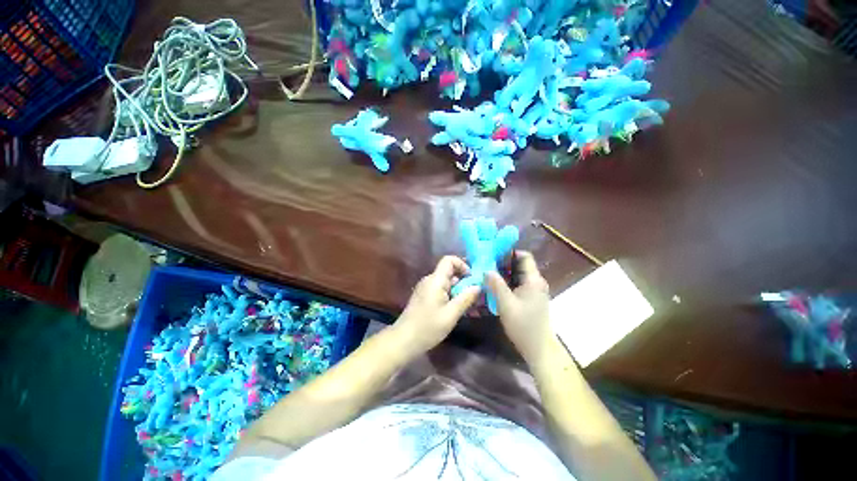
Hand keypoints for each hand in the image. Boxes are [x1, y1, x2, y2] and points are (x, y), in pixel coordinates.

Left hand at [394, 256, 480, 352]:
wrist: (404, 340)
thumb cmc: (428, 327)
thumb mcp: (451, 314)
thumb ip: (465, 298)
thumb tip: (478, 286)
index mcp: (435, 280)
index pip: (449, 260)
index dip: (462, 265)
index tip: (472, 279)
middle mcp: (429, 280)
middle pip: (449, 271)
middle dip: (463, 281)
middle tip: (474, 296)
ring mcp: (425, 288)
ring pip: (446, 282)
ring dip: (458, 290)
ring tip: (468, 305)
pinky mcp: (424, 296)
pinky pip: (440, 289)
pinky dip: (450, 295)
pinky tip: (456, 309)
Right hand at [486, 251, 552, 363]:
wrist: (539, 348)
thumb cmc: (523, 325)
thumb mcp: (506, 304)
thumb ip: (496, 285)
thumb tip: (486, 270)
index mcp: (533, 280)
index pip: (524, 256)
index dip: (510, 252)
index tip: (493, 253)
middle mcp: (536, 282)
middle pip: (520, 264)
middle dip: (503, 262)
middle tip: (485, 263)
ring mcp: (534, 290)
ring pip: (517, 274)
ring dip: (503, 272)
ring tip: (487, 272)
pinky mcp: (530, 298)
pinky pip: (517, 283)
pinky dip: (506, 281)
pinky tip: (494, 285)